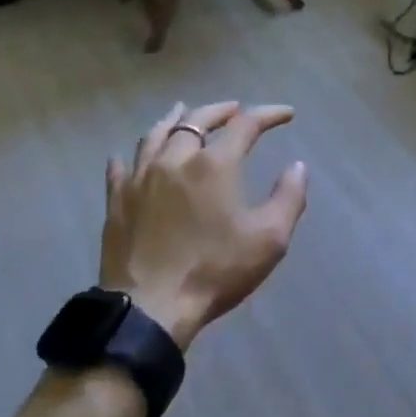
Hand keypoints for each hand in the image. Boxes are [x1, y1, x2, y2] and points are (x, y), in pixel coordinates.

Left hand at [99, 102, 308, 348]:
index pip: (245, 125)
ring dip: (175, 119)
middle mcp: (175, 159)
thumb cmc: (215, 271)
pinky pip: (121, 167)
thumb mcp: (269, 239)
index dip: (268, 114)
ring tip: (183, 110)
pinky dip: (131, 155)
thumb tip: (298, 166)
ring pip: (156, 135)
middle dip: (221, 111)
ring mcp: (140, 178)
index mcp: (214, 164)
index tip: (286, 114)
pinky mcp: (117, 201)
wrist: (151, 307)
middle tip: (235, 109)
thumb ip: (289, 197)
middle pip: (197, 120)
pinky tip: (130, 155)